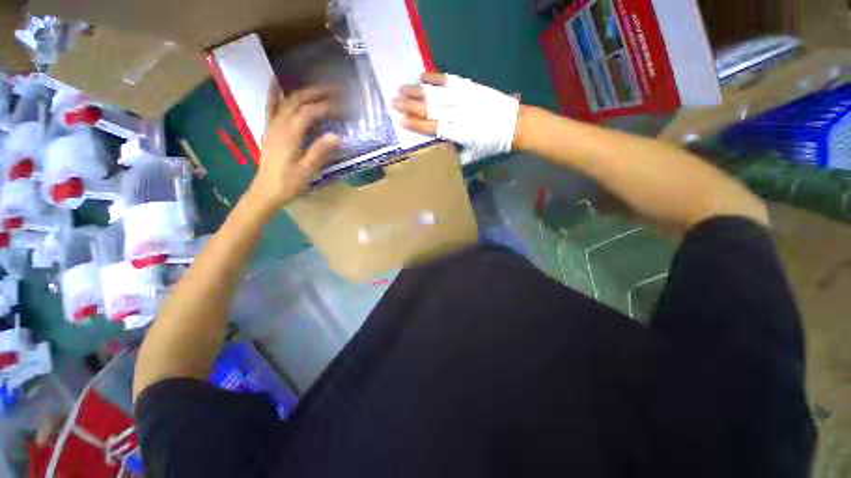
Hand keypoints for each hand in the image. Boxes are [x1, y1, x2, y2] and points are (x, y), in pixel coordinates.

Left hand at [246, 84, 338, 212]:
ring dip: (300, 92)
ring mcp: (272, 127)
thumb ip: (320, 152)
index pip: (308, 113)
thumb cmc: (289, 183)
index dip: (324, 107)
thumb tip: (336, 136)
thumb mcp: (307, 171)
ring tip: (314, 86)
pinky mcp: (269, 131)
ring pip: (284, 102)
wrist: (266, 191)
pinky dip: (273, 94)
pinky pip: (270, 108)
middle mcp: (279, 126)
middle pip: (296, 102)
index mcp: (290, 136)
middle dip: (314, 93)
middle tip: (332, 89)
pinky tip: (276, 84)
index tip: (340, 105)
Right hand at [392, 73, 520, 163]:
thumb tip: (444, 155)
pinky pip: (449, 80)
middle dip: (410, 106)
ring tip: (401, 89)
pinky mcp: (470, 87)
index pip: (431, 127)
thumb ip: (458, 156)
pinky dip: (435, 78)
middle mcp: (457, 114)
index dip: (415, 124)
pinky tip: (422, 77)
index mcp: (457, 132)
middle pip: (429, 109)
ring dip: (417, 91)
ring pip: (436, 94)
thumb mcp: (474, 155)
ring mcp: (463, 98)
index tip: (400, 119)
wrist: (514, 125)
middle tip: (393, 102)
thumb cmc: (493, 144)